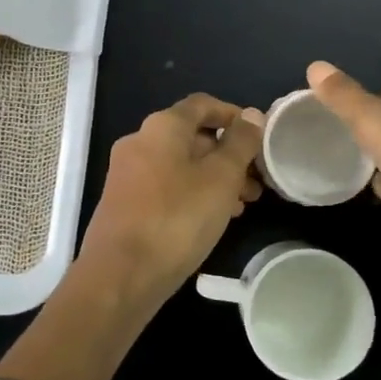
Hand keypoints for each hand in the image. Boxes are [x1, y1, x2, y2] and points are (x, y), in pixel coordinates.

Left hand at [77, 94, 264, 309]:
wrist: (121, 274)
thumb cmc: (177, 218)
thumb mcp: (221, 178)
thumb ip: (240, 144)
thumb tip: (252, 115)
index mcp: (161, 127)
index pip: (202, 104)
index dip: (233, 115)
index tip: (259, 136)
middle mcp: (139, 142)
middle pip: (192, 136)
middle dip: (228, 154)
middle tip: (258, 180)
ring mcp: (128, 174)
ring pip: (181, 165)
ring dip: (214, 178)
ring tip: (244, 204)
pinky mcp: (125, 203)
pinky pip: (167, 186)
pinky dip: (193, 193)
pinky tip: (214, 219)